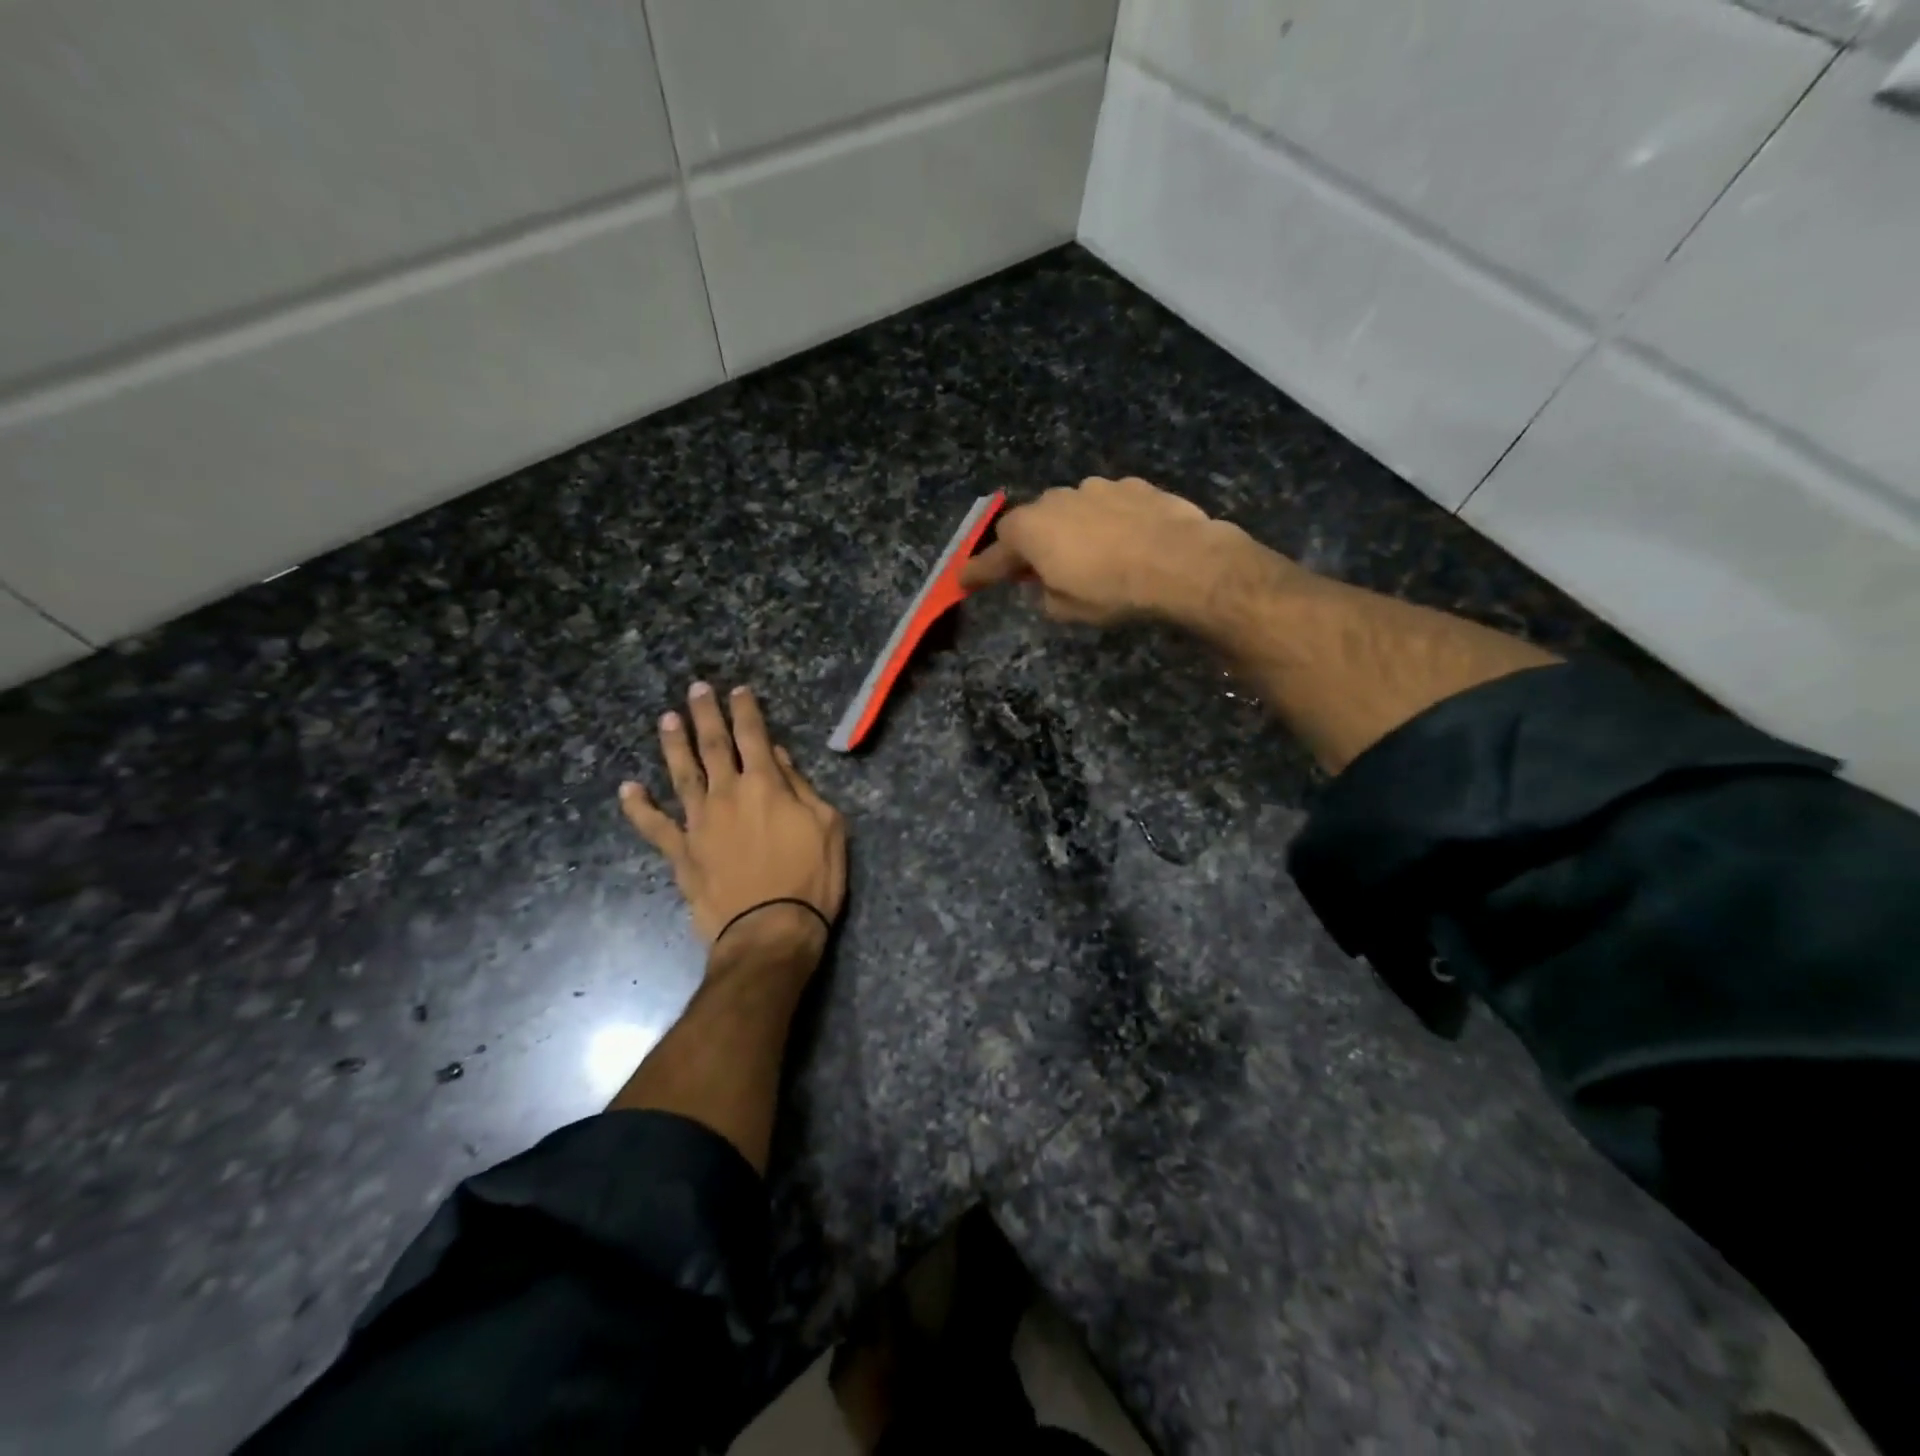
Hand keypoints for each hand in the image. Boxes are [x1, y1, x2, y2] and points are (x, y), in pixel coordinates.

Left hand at [620, 683, 846, 957]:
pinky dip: (639, 807)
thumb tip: (776, 756)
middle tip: (696, 689)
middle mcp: (727, 794)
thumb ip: (800, 787)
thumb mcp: (827, 827)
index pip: (754, 736)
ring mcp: (699, 823)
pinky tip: (628, 788)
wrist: (770, 931)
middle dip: (706, 715)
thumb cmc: (811, 879)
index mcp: (766, 785)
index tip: (737, 690)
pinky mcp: (681, 853)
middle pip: (713, 746)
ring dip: (674, 745)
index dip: (746, 710)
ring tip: (666, 720)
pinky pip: (654, 826)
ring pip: (682, 774)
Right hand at [959, 476, 1260, 625]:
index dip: (979, 572)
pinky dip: (1105, 522)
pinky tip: (1124, 541)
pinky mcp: (1132, 485)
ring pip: (1070, 510)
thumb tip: (1046, 584)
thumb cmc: (1111, 591)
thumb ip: (1044, 594)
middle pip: (1031, 524)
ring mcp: (1096, 487)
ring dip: (1070, 531)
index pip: (994, 556)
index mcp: (1030, 530)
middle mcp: (1056, 499)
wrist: (1180, 562)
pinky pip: (1106, 505)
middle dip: (1030, 546)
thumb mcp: (1066, 609)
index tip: (964, 582)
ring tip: (1090, 556)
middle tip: (1037, 572)